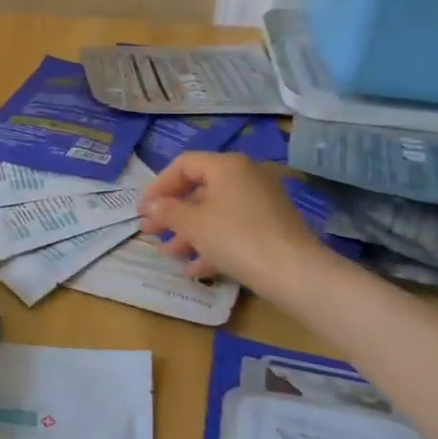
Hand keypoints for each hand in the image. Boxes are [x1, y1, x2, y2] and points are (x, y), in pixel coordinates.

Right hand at [138, 152, 345, 303]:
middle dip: (172, 213)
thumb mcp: (193, 224)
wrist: (295, 273)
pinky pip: (233, 229)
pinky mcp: (270, 227)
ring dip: (188, 232)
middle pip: (199, 189)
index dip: (158, 186)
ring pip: (215, 212)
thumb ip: (167, 210)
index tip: (142, 209)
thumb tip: (152, 204)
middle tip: (150, 231)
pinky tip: (195, 269)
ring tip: (168, 254)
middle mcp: (245, 176)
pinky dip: (212, 243)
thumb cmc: (236, 238)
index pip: (183, 165)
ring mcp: (261, 202)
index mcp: (226, 166)